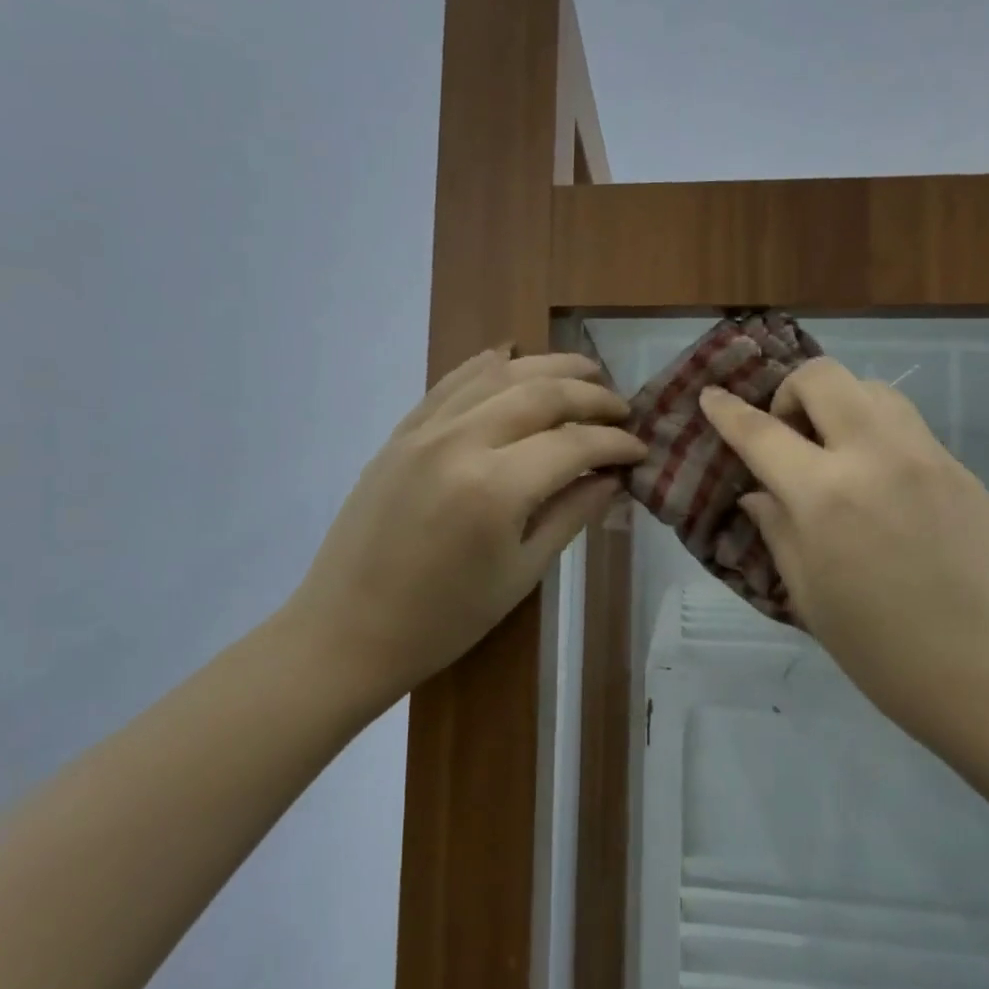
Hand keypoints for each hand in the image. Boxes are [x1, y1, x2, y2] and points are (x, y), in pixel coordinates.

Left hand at [287, 347, 645, 709]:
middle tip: (622, 408)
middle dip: (590, 394)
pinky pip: (452, 382)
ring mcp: (425, 430)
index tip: (640, 450)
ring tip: (584, 370)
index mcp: (496, 487)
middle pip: (540, 393)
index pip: (573, 444)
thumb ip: (570, 514)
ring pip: (498, 374)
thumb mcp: (520, 574)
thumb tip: (612, 478)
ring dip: (548, 366)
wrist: (347, 630)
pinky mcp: (401, 432)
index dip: (614, 444)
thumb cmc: (443, 620)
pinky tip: (513, 359)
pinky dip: (489, 366)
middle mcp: (461, 441)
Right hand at [700, 358, 988, 751]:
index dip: (727, 411)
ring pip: (875, 390)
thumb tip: (759, 494)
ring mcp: (930, 459)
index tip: (710, 395)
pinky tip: (885, 491)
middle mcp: (877, 458)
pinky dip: (881, 438)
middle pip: (824, 377)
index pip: (761, 433)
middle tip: (788, 435)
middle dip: (791, 391)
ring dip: (841, 405)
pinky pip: (912, 430)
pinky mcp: (968, 473)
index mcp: (826, 496)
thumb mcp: (812, 599)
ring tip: (836, 452)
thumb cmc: (890, 657)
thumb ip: (780, 532)